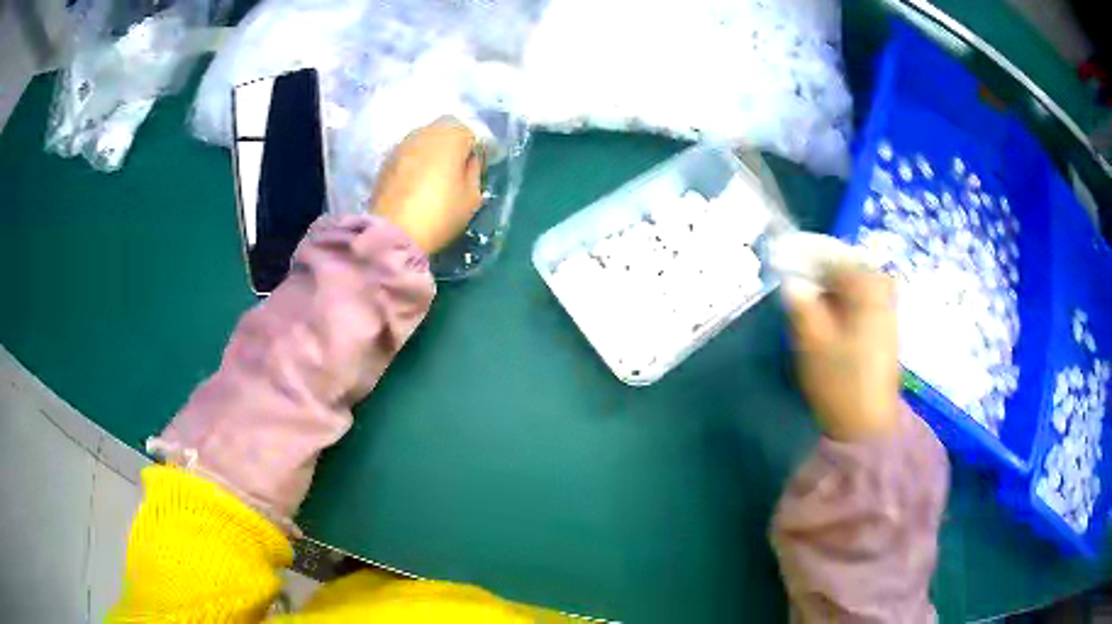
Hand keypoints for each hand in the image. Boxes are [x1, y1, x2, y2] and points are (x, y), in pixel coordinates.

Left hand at [371, 117, 483, 254]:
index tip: (476, 168)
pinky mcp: (385, 162)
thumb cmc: (440, 213)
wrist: (393, 233)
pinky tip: (415, 186)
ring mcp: (400, 146)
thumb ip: (474, 172)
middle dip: (451, 147)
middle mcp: (424, 132)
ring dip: (430, 154)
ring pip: (422, 142)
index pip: (470, 133)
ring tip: (433, 179)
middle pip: (443, 131)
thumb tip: (468, 161)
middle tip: (455, 172)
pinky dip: (414, 164)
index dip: (475, 150)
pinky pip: (407, 156)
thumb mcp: (472, 197)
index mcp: (450, 136)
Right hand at [785, 268, 899, 440]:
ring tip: (805, 299)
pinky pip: (859, 300)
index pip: (832, 255)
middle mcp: (882, 290)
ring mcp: (887, 309)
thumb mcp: (811, 341)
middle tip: (792, 282)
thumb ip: (800, 304)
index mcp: (867, 287)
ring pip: (852, 284)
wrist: (867, 425)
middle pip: (845, 266)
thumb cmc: (840, 381)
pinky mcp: (884, 327)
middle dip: (818, 270)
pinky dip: (840, 302)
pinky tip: (825, 317)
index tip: (780, 261)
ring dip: (828, 287)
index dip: (803, 255)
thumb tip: (790, 279)